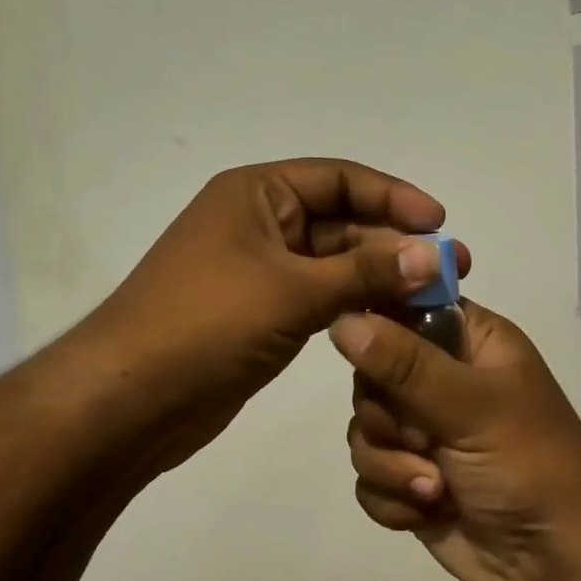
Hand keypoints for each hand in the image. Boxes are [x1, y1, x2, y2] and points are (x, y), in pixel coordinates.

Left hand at [71, 159, 466, 475]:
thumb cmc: (206, 325)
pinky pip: (320, 296)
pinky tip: (394, 318)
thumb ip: (366, 271)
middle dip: (395, 243)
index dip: (393, 196)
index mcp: (257, 194)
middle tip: (453, 270)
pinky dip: (356, 303)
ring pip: (334, 262)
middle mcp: (260, 222)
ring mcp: (260, 270)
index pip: (340, 179)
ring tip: (433, 298)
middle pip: (342, 221)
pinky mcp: (262, 312)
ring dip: (380, 276)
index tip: (440, 223)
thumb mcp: (292, 290)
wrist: (127, 401)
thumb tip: (435, 254)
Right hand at [329, 300, 580, 580]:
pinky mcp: (410, 478)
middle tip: (420, 437)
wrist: (557, 561)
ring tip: (435, 488)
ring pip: (363, 428)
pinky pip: (368, 476)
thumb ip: (404, 363)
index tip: (365, 354)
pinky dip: (392, 498)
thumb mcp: (470, 405)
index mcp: (469, 341)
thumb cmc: (529, 463)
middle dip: (386, 417)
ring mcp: (423, 431)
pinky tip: (429, 511)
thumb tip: (342, 320)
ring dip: (392, 464)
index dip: (377, 325)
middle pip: (370, 373)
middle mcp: (441, 378)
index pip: (405, 306)